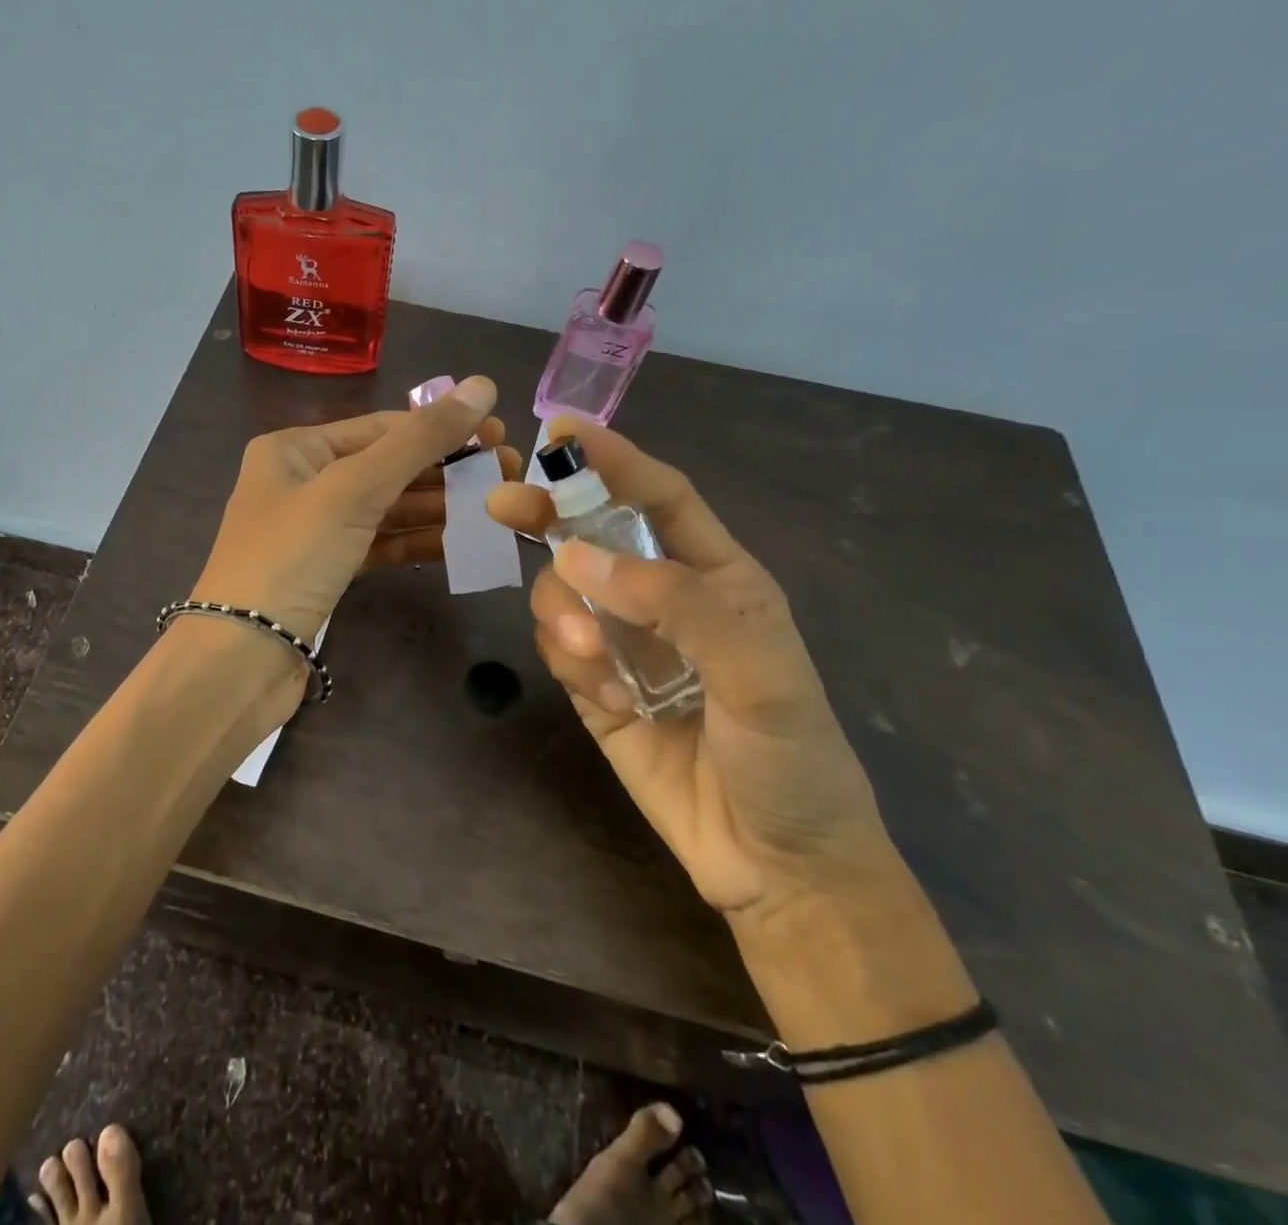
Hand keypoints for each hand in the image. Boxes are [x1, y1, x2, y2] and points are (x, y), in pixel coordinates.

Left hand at [192, 374, 517, 645]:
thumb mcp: (353, 489)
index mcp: (294, 448)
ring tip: (495, 507)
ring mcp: (314, 529)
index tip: (500, 437)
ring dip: (438, 506)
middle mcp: (302, 481)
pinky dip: (416, 541)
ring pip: (386, 508)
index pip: (381, 427)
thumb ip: (418, 440)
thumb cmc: (291, 558)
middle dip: (445, 469)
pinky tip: (460, 543)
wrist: (241, 659)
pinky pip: (379, 544)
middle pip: (386, 466)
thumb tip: (482, 385)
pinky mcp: (327, 570)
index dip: (441, 429)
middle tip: (508, 474)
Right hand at [488, 417, 889, 919]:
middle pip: (592, 535)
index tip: (560, 431)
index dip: (613, 460)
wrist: (775, 865)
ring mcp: (624, 642)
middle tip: (504, 504)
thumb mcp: (759, 672)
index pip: (660, 498)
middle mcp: (664, 599)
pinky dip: (569, 662)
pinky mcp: (595, 686)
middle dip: (550, 516)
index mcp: (717, 576)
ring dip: (566, 616)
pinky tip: (612, 701)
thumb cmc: (791, 759)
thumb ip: (676, 603)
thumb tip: (573, 558)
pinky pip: (558, 648)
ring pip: (563, 594)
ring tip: (597, 663)